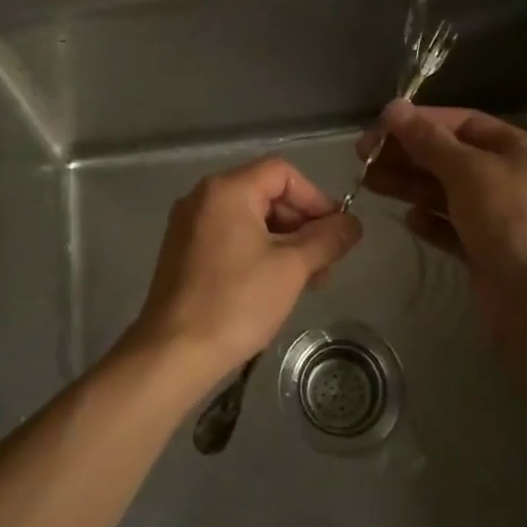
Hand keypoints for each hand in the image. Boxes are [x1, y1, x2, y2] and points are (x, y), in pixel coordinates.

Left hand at [127, 156, 362, 384]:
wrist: (174, 352)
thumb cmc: (237, 302)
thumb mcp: (292, 268)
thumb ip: (327, 239)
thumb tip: (353, 223)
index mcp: (227, 190)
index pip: (283, 173)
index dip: (316, 198)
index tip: (336, 232)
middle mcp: (203, 198)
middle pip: (265, 193)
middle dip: (302, 224)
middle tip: (326, 261)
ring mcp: (189, 225)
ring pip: (250, 219)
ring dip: (285, 242)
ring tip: (309, 279)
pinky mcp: (183, 252)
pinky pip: (230, 237)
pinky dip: (259, 252)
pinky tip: (276, 285)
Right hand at [357, 102, 526, 290]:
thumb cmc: (509, 218)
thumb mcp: (467, 170)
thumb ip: (428, 140)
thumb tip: (393, 108)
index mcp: (523, 151)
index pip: (465, 124)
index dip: (422, 121)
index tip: (381, 126)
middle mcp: (515, 179)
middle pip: (452, 158)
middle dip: (409, 155)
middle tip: (364, 156)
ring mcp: (502, 217)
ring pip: (448, 192)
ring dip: (410, 185)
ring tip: (369, 182)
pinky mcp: (488, 250)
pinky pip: (453, 227)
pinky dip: (430, 221)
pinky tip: (409, 219)